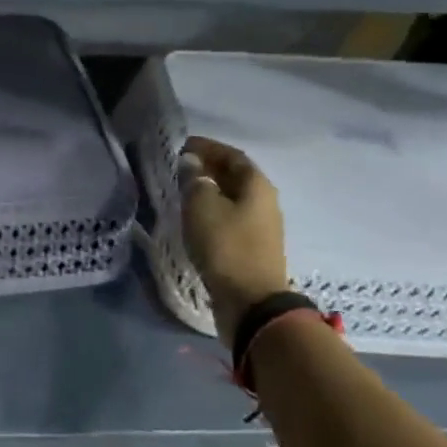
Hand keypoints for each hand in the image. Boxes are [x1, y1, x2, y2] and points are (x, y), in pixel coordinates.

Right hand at [178, 137, 288, 348]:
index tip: (182, 146)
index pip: (232, 155)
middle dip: (209, 167)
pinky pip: (232, 216)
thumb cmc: (225, 246)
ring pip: (234, 197)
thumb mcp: (201, 206)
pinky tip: (196, 216)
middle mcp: (265, 201)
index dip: (207, 147)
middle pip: (236, 175)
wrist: (250, 301)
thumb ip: (195, 180)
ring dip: (211, 189)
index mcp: (257, 185)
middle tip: (181, 166)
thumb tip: (191, 163)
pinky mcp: (253, 246)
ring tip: (184, 190)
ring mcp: (262, 226)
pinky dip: (214, 209)